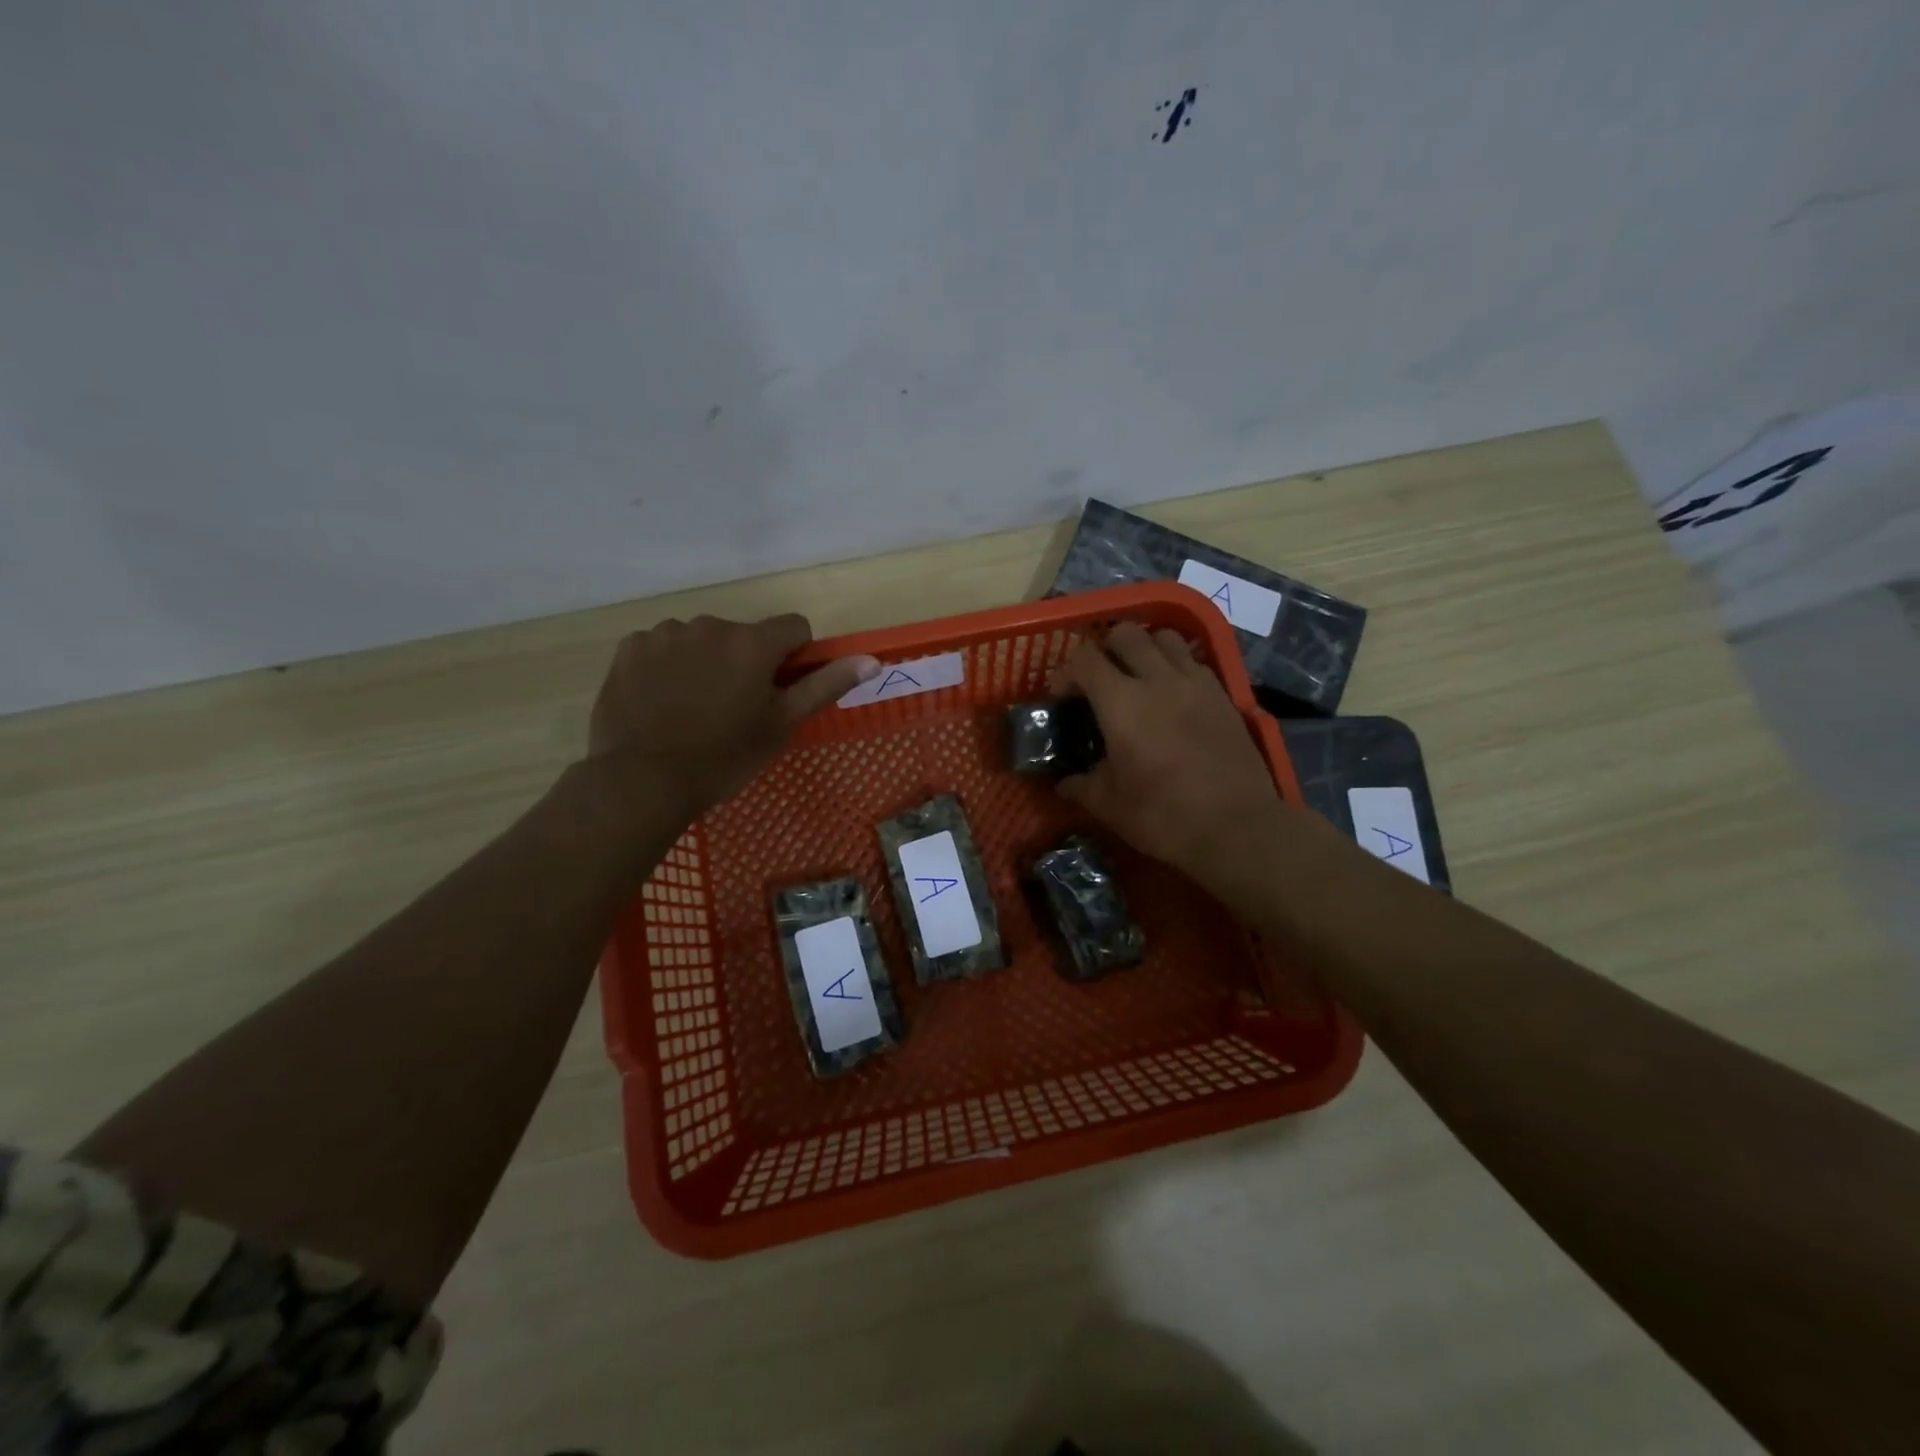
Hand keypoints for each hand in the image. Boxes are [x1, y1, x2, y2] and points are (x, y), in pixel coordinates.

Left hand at [588, 614, 877, 817]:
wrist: (642, 780)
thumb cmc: (724, 757)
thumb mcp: (782, 725)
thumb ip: (825, 686)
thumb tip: (871, 661)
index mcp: (753, 643)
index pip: (794, 627)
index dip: (794, 657)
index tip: (780, 689)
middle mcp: (711, 625)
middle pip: (744, 635)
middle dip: (746, 661)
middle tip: (733, 709)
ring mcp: (666, 633)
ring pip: (702, 639)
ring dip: (706, 661)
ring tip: (693, 706)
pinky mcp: (631, 647)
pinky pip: (662, 646)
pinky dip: (668, 665)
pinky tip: (661, 700)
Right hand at [1051, 622, 1327, 908]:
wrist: (1237, 828)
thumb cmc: (1163, 816)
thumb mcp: (1109, 806)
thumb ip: (1080, 786)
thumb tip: (1062, 783)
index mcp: (1121, 703)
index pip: (1085, 658)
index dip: (1066, 670)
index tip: (1062, 695)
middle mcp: (1158, 680)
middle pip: (1125, 633)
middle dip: (1105, 648)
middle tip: (1100, 679)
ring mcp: (1195, 683)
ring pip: (1165, 637)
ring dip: (1145, 648)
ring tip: (1139, 677)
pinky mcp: (1223, 694)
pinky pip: (1194, 661)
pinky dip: (1176, 665)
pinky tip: (1172, 695)